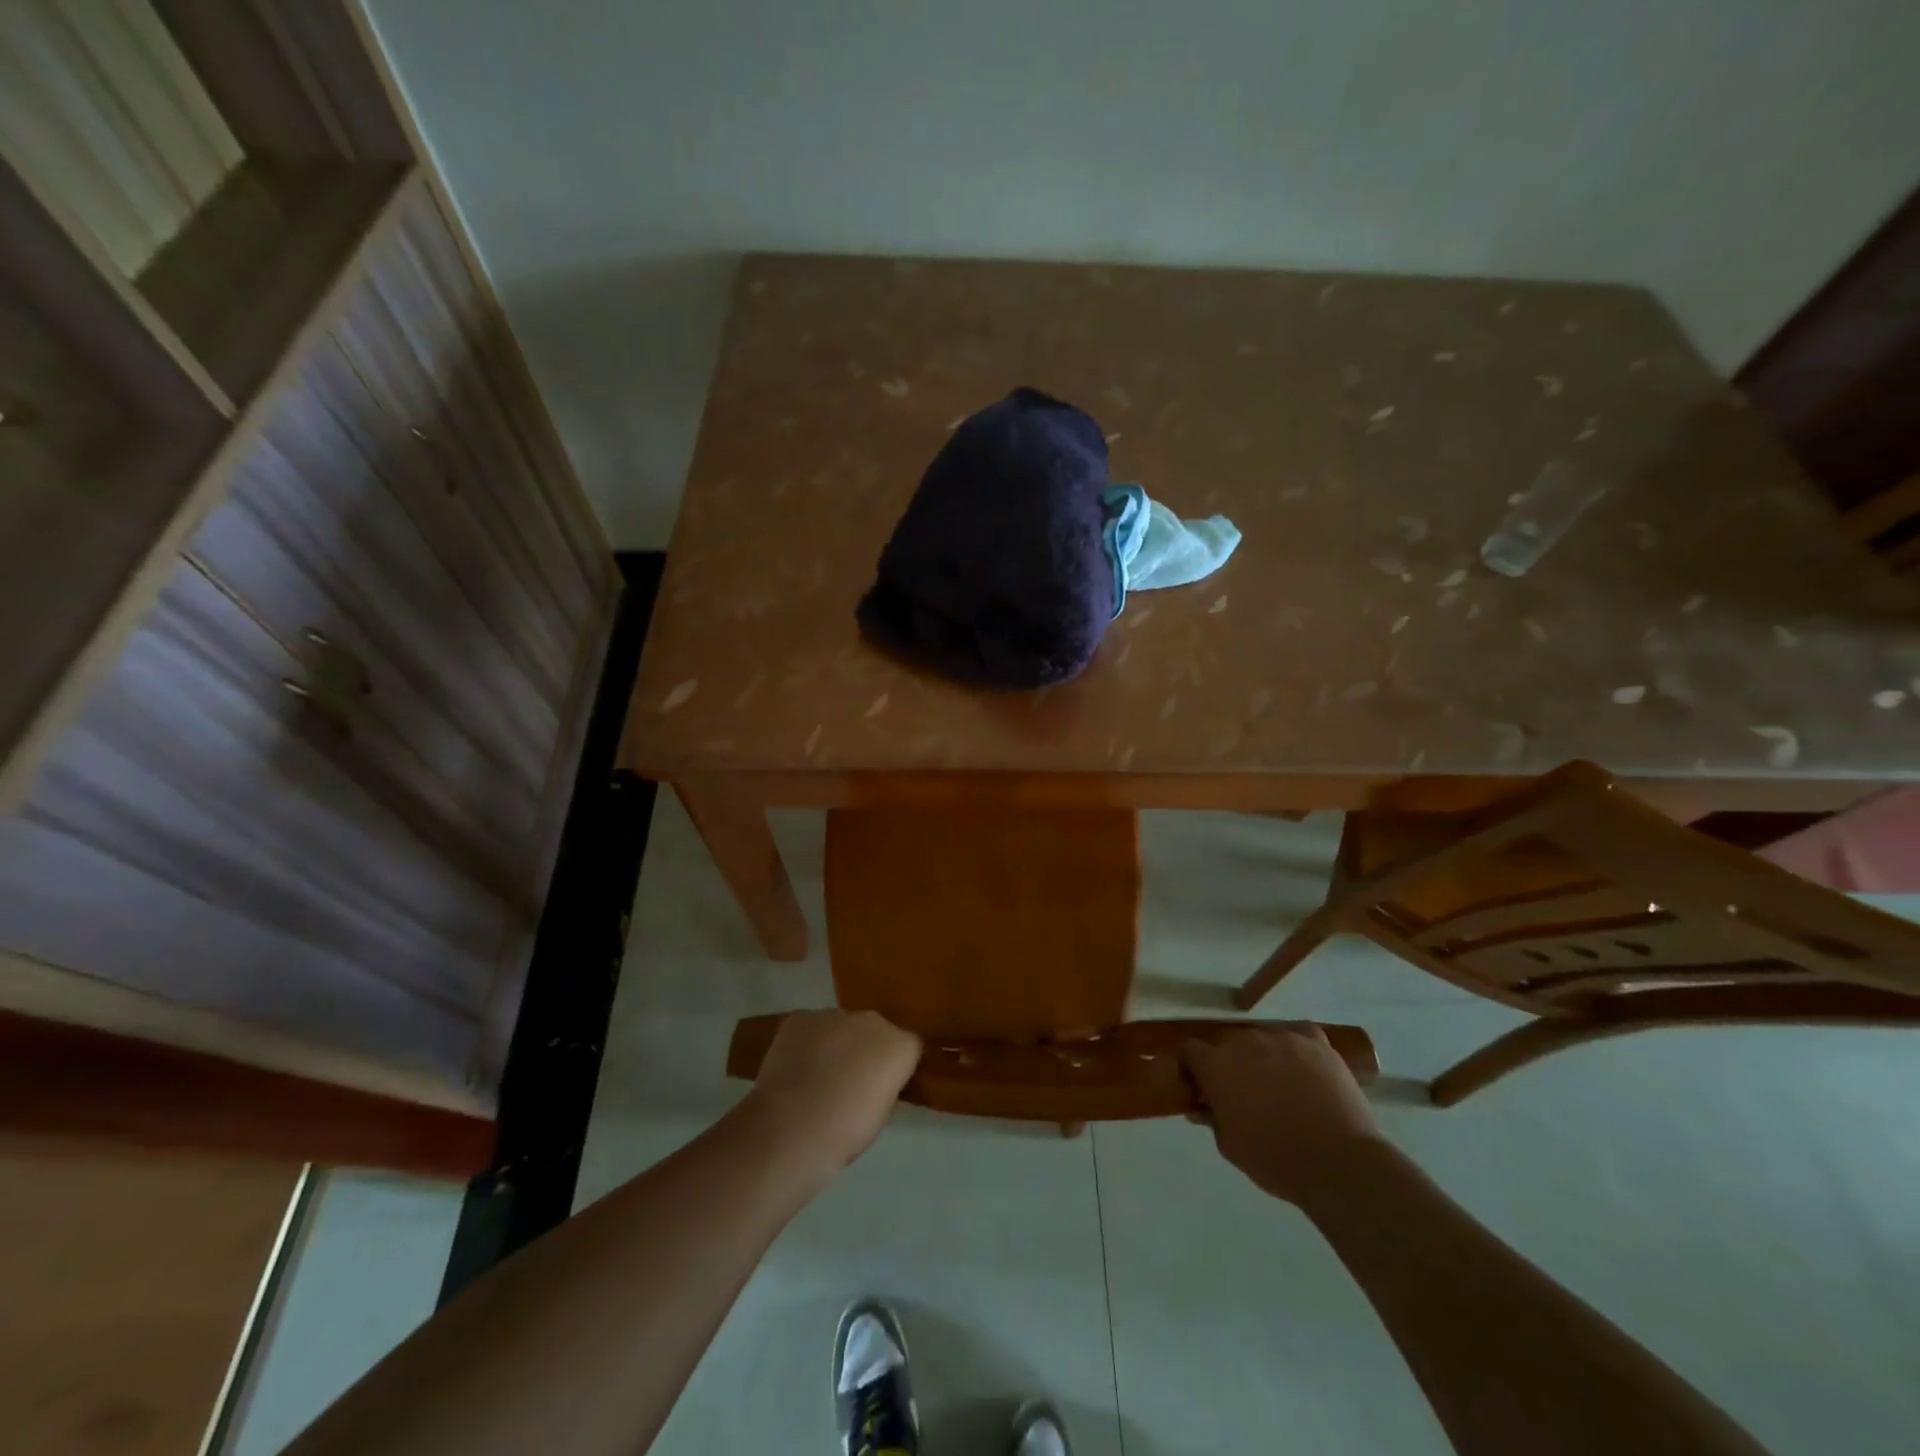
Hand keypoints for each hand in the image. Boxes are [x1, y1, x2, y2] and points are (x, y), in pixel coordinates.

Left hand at [739, 1010, 921, 1187]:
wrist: (791, 1128)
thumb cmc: (845, 1132)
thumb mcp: (881, 1114)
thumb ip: (884, 1084)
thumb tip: (874, 1079)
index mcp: (900, 1045)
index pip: (908, 1047)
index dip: (895, 1068)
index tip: (882, 1088)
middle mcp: (871, 1020)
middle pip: (874, 1031)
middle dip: (865, 1050)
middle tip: (849, 1082)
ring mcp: (833, 1014)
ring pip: (840, 1027)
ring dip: (834, 1045)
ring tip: (816, 1079)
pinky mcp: (800, 1017)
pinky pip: (809, 1027)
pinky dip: (805, 1043)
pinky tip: (794, 1070)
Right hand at [1181, 1023, 1385, 1205]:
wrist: (1339, 1163)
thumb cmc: (1276, 1160)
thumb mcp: (1231, 1147)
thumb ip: (1211, 1118)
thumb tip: (1201, 1105)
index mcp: (1217, 1065)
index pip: (1190, 1050)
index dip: (1193, 1068)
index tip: (1202, 1087)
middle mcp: (1244, 1041)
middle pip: (1228, 1044)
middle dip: (1231, 1065)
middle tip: (1246, 1093)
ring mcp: (1282, 1037)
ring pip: (1263, 1039)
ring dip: (1264, 1056)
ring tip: (1282, 1085)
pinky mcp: (1315, 1041)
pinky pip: (1298, 1033)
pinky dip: (1297, 1046)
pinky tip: (1304, 1065)